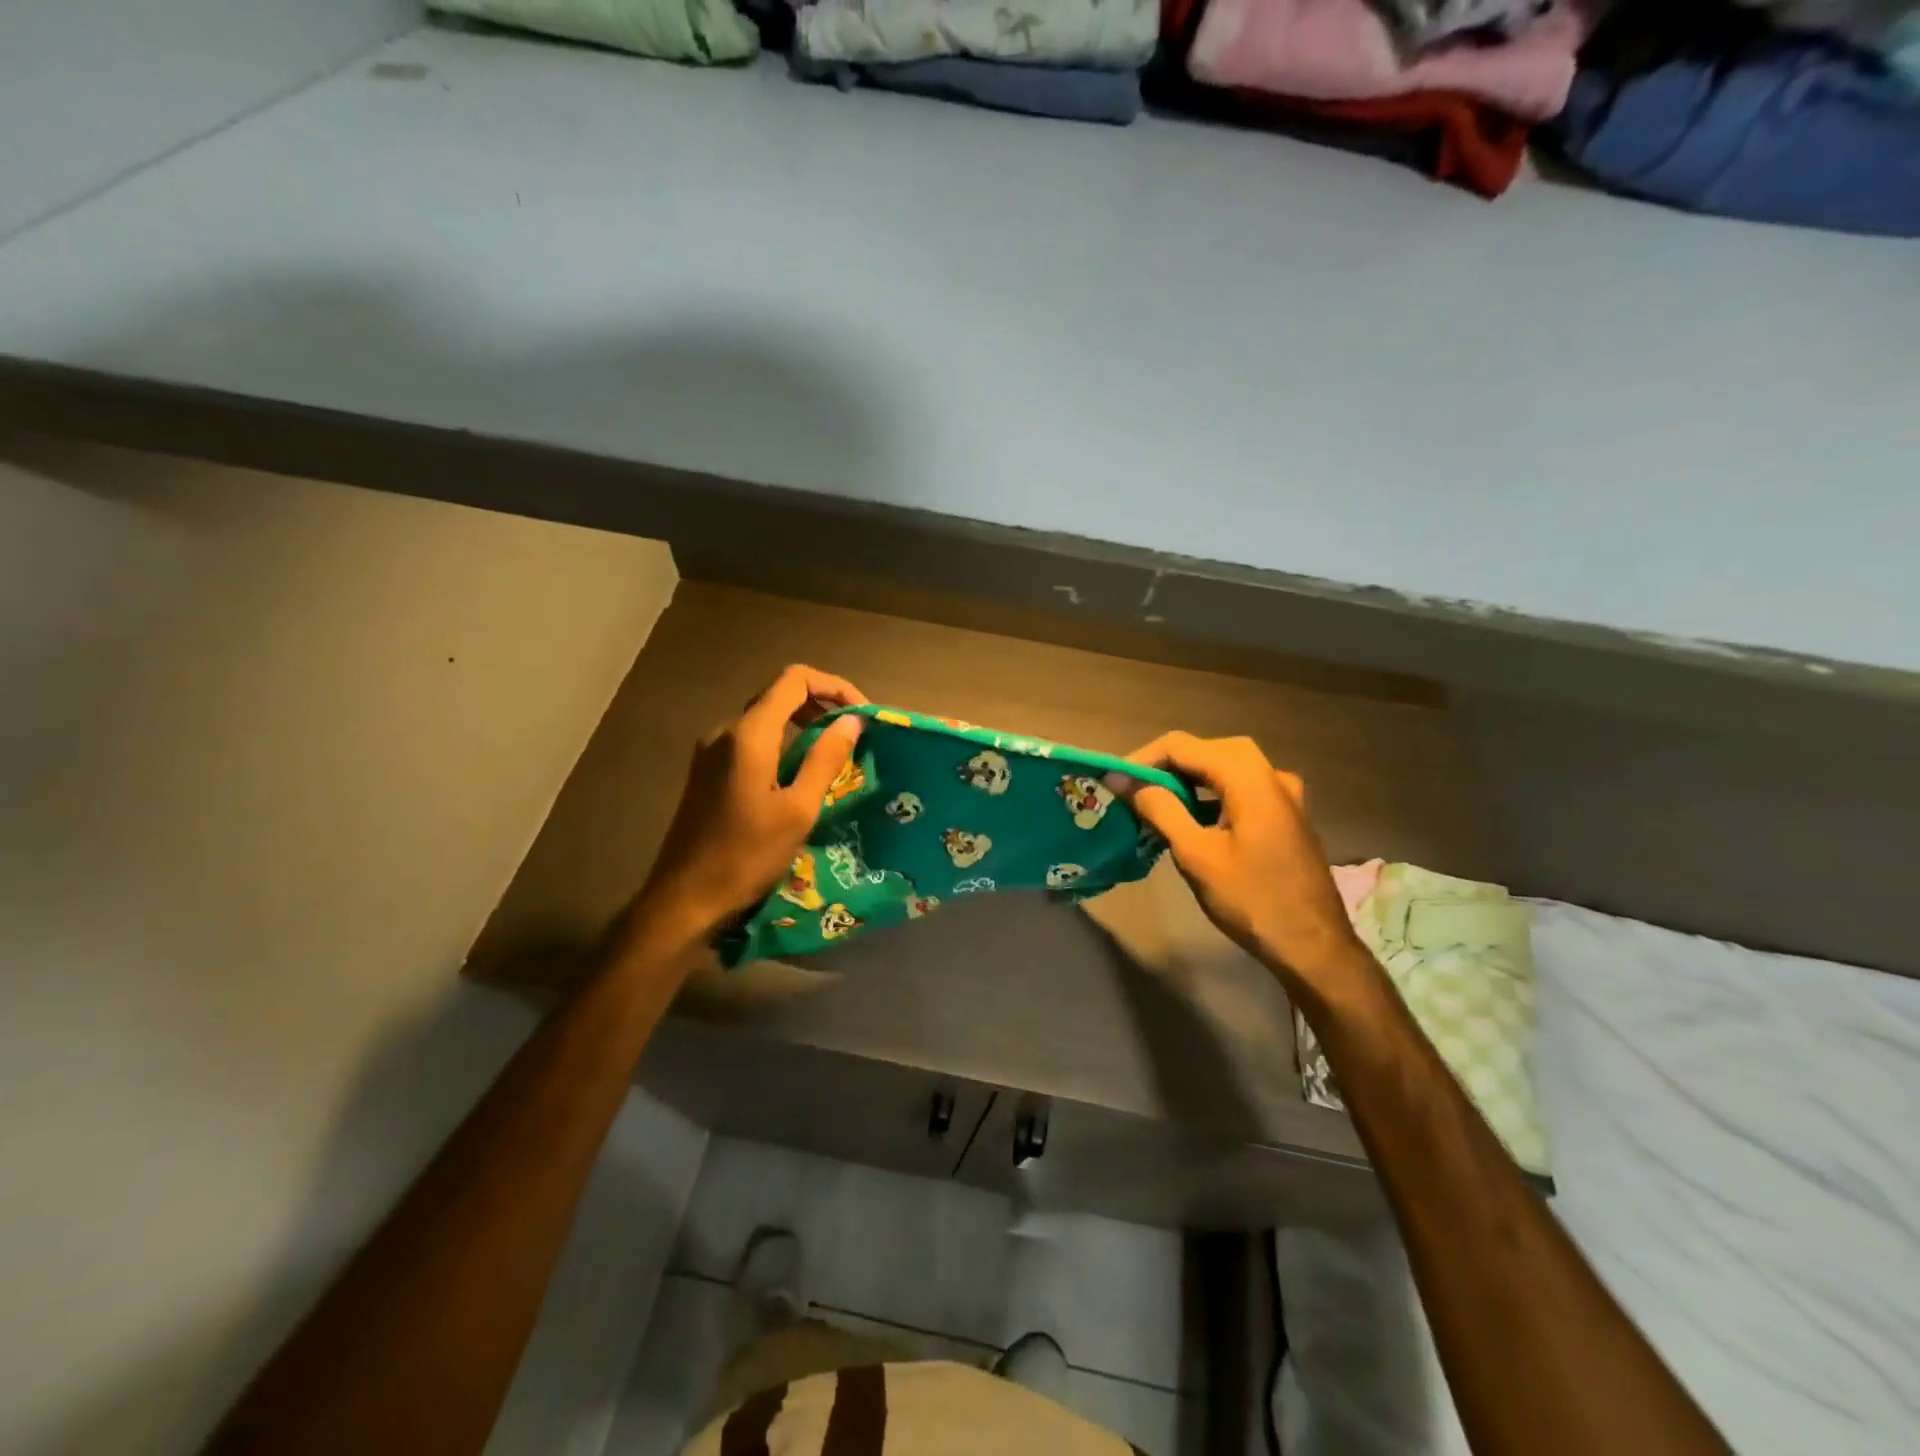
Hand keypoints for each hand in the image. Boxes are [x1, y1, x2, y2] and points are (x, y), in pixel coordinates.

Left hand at [631, 665, 866, 943]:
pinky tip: (799, 775)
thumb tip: (851, 721)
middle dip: (821, 704)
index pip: (795, 679)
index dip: (834, 686)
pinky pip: (751, 741)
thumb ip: (825, 759)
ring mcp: (711, 750)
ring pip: (766, 718)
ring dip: (803, 725)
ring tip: (834, 755)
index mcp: (748, 734)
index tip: (861, 715)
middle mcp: (725, 731)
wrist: (684, 899)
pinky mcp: (707, 771)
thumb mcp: (798, 810)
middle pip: (779, 694)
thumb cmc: (746, 856)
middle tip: (853, 735)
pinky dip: (783, 744)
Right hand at [1118, 733, 1367, 994]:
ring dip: (1189, 779)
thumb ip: (1160, 809)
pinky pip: (1241, 788)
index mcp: (1250, 778)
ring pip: (1227, 767)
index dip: (1144, 758)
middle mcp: (1271, 775)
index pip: (1184, 746)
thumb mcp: (1196, 854)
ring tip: (1155, 802)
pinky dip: (1211, 793)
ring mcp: (1284, 795)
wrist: (1314, 947)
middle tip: (1135, 790)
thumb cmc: (1252, 900)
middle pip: (1208, 749)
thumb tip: (1124, 780)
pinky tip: (1191, 818)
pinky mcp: (1285, 815)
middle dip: (1167, 765)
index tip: (1115, 781)